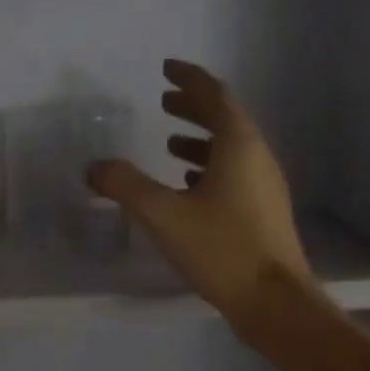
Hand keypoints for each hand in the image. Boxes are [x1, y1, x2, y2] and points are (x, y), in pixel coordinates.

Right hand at [88, 60, 315, 331]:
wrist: (274, 302)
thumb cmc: (221, 249)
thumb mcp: (164, 215)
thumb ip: (126, 186)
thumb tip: (95, 168)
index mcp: (239, 146)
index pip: (215, 96)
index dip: (190, 79)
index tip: (168, 68)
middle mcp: (257, 158)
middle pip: (225, 120)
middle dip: (194, 107)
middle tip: (164, 101)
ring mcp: (264, 187)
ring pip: (230, 149)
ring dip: (200, 140)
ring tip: (170, 142)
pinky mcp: (262, 213)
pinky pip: (234, 174)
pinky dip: (208, 168)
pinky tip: (188, 186)